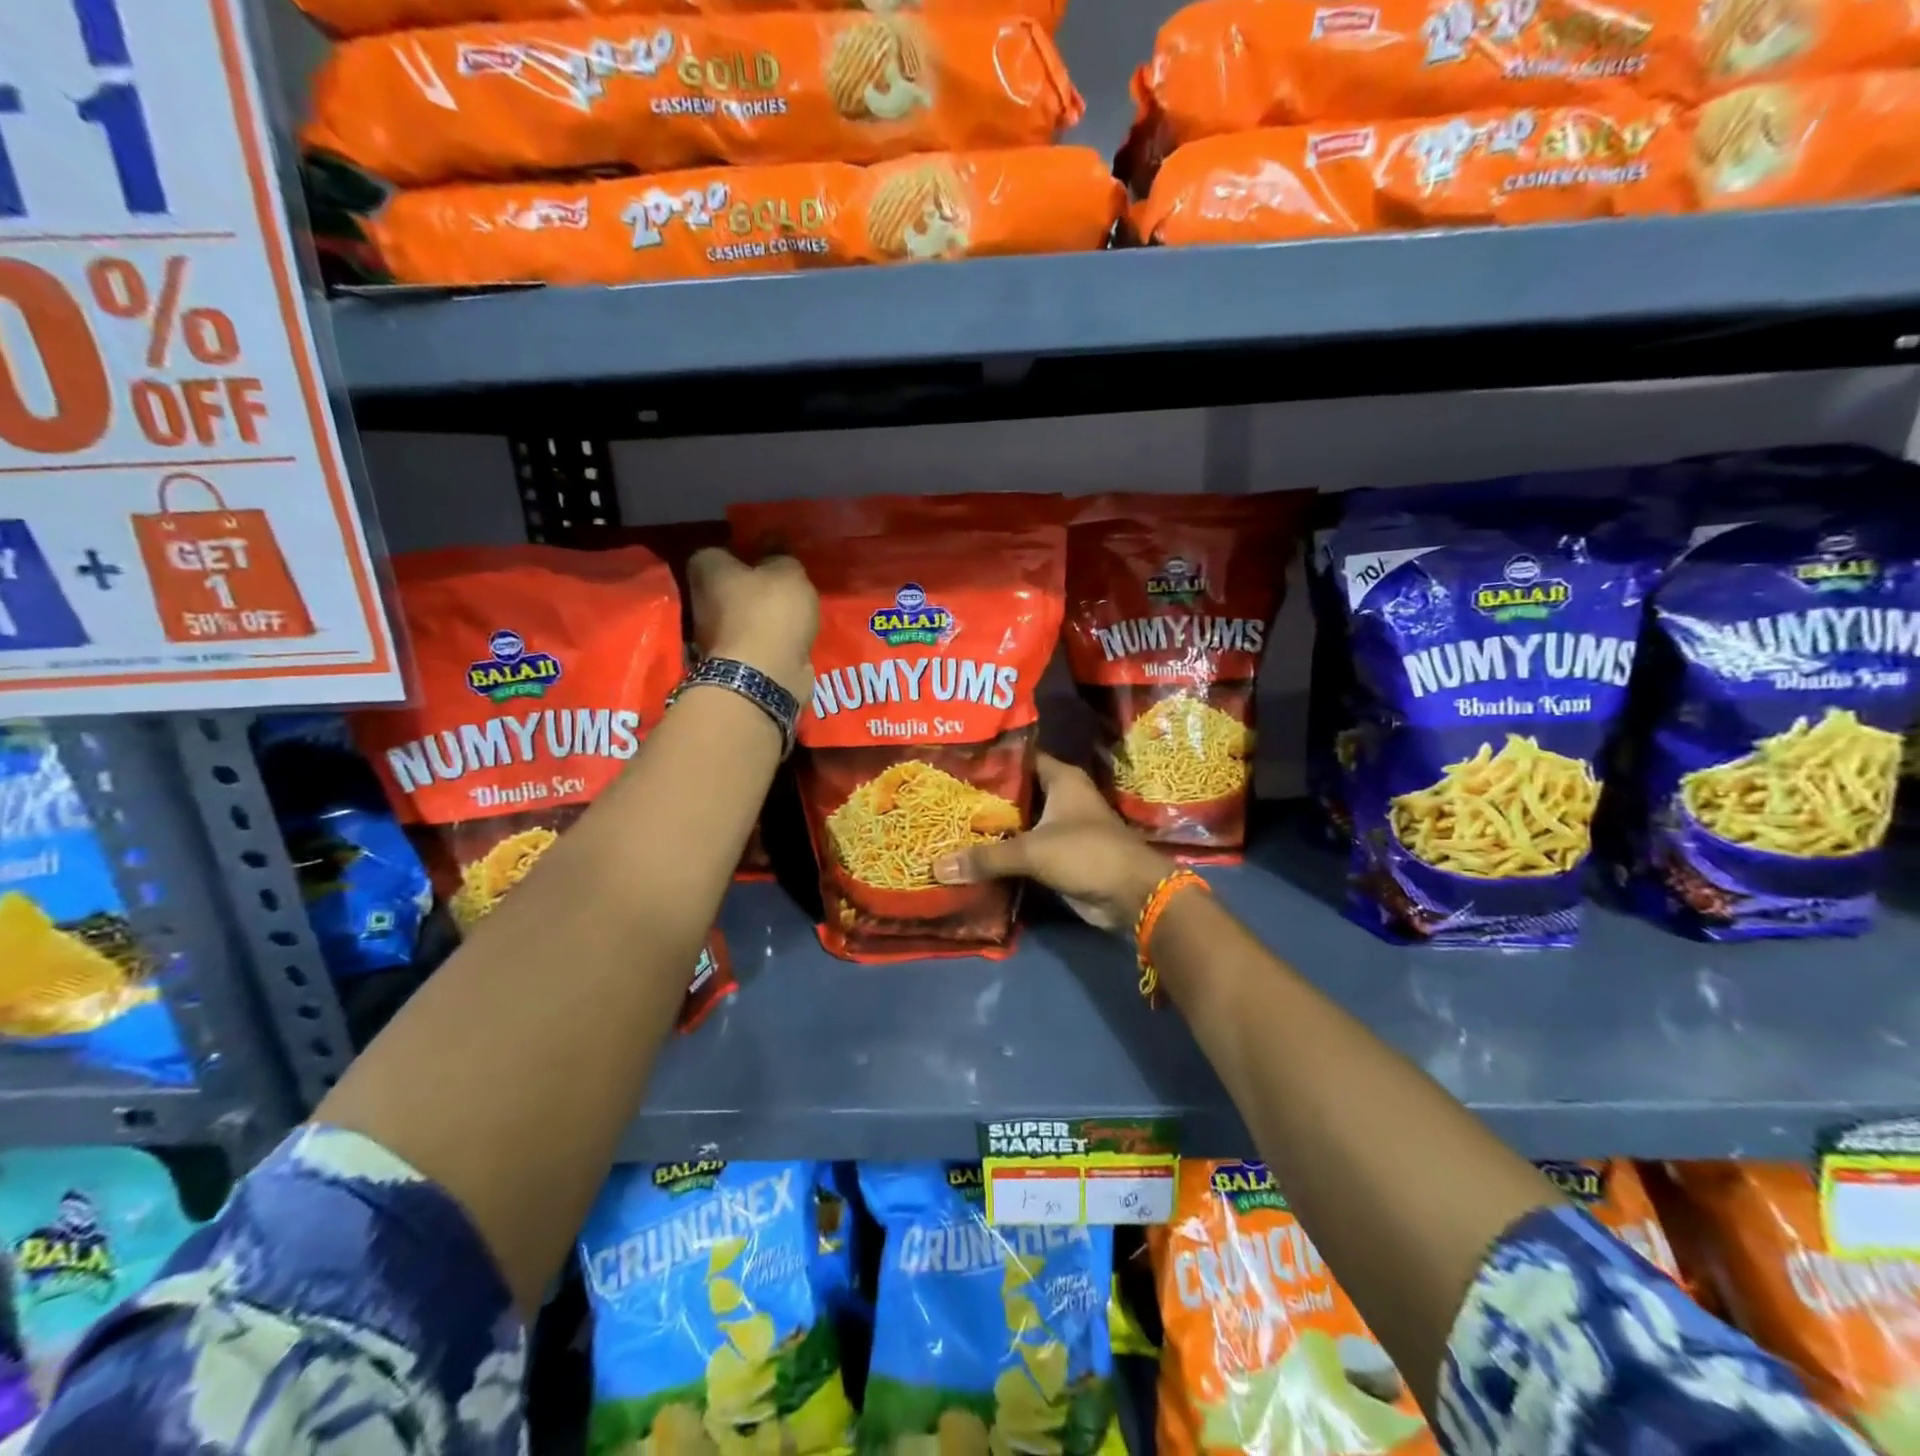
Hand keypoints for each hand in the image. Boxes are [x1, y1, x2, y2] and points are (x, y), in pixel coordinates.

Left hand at [687, 548, 817, 700]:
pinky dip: (766, 639)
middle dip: (751, 585)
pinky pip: (752, 641)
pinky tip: (789, 636)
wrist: (763, 677)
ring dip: (760, 614)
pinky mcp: (730, 661)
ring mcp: (712, 634)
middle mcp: (701, 599)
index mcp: (707, 568)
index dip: (743, 551)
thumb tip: (771, 540)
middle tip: (783, 584)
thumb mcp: (788, 573)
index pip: (718, 549)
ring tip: (792, 612)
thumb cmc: (771, 613)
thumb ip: (780, 554)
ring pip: (739, 615)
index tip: (768, 555)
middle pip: (727, 585)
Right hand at [933, 753, 1171, 931]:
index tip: (955, 763)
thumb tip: (938, 866)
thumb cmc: (1086, 853)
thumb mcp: (1033, 850)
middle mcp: (1061, 797)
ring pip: (1018, 823)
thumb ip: (986, 857)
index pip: (1019, 758)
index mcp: (1061, 779)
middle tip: (944, 797)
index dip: (990, 760)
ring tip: (949, 824)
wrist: (1131, 894)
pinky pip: (1024, 849)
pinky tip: (971, 854)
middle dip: (984, 797)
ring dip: (992, 828)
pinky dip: (1003, 853)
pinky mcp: (1059, 856)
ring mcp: (1061, 827)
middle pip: (1015, 793)